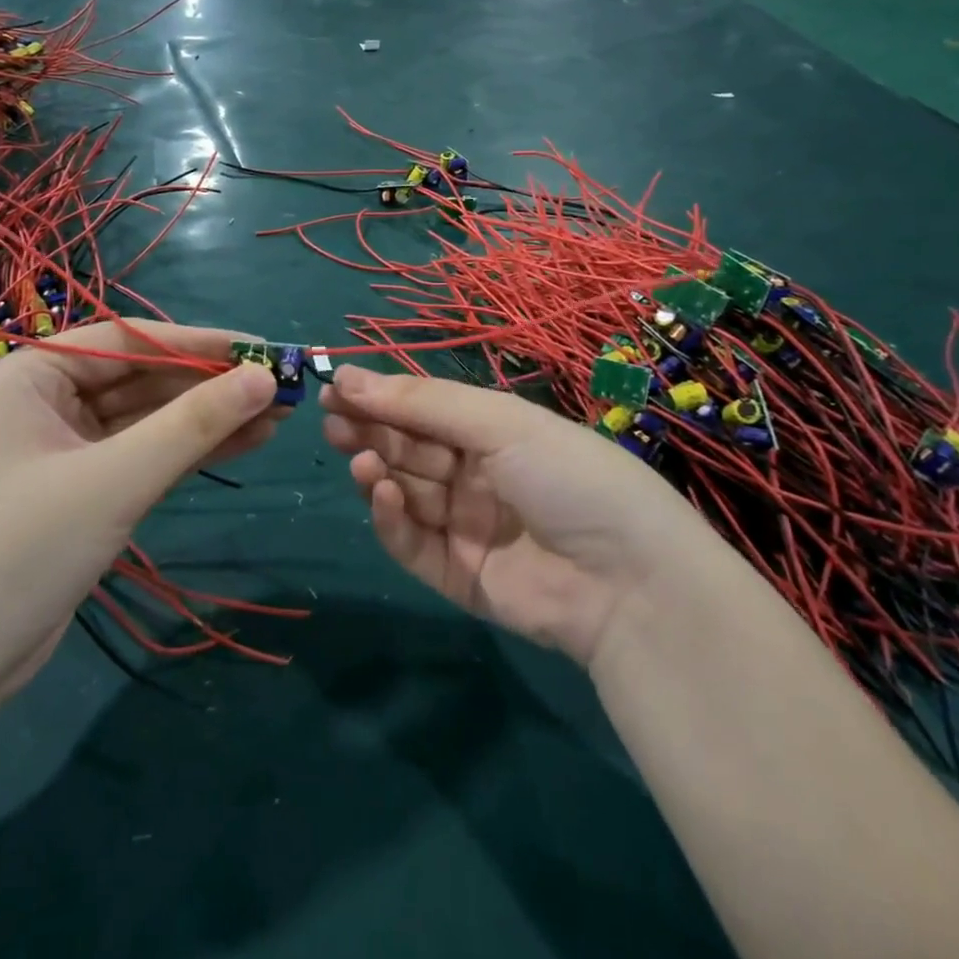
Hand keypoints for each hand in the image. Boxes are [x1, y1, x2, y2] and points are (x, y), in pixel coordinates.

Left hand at [0, 322, 281, 697]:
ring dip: (207, 420)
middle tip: (278, 389)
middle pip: (141, 379)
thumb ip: (192, 425)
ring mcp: (63, 449)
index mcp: (31, 376)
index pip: (128, 341)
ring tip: (276, 416)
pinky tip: (242, 444)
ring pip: (148, 420)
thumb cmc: (22, 549)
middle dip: (210, 387)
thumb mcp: (115, 479)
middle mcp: (44, 402)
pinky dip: (188, 452)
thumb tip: (262, 378)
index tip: (260, 349)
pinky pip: (143, 456)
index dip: (200, 344)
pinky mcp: (81, 491)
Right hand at [321, 366, 721, 666]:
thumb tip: (350, 376)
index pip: (426, 411)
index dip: (382, 397)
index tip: (336, 387)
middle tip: (330, 419)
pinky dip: (390, 517)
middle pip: (410, 449)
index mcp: (496, 435)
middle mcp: (478, 477)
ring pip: (405, 493)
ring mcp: (466, 528)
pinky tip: (379, 493)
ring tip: (356, 455)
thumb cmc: (568, 477)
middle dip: (370, 430)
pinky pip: (412, 543)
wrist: (628, 582)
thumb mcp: (501, 423)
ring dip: (376, 470)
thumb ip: (423, 403)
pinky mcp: (456, 575)